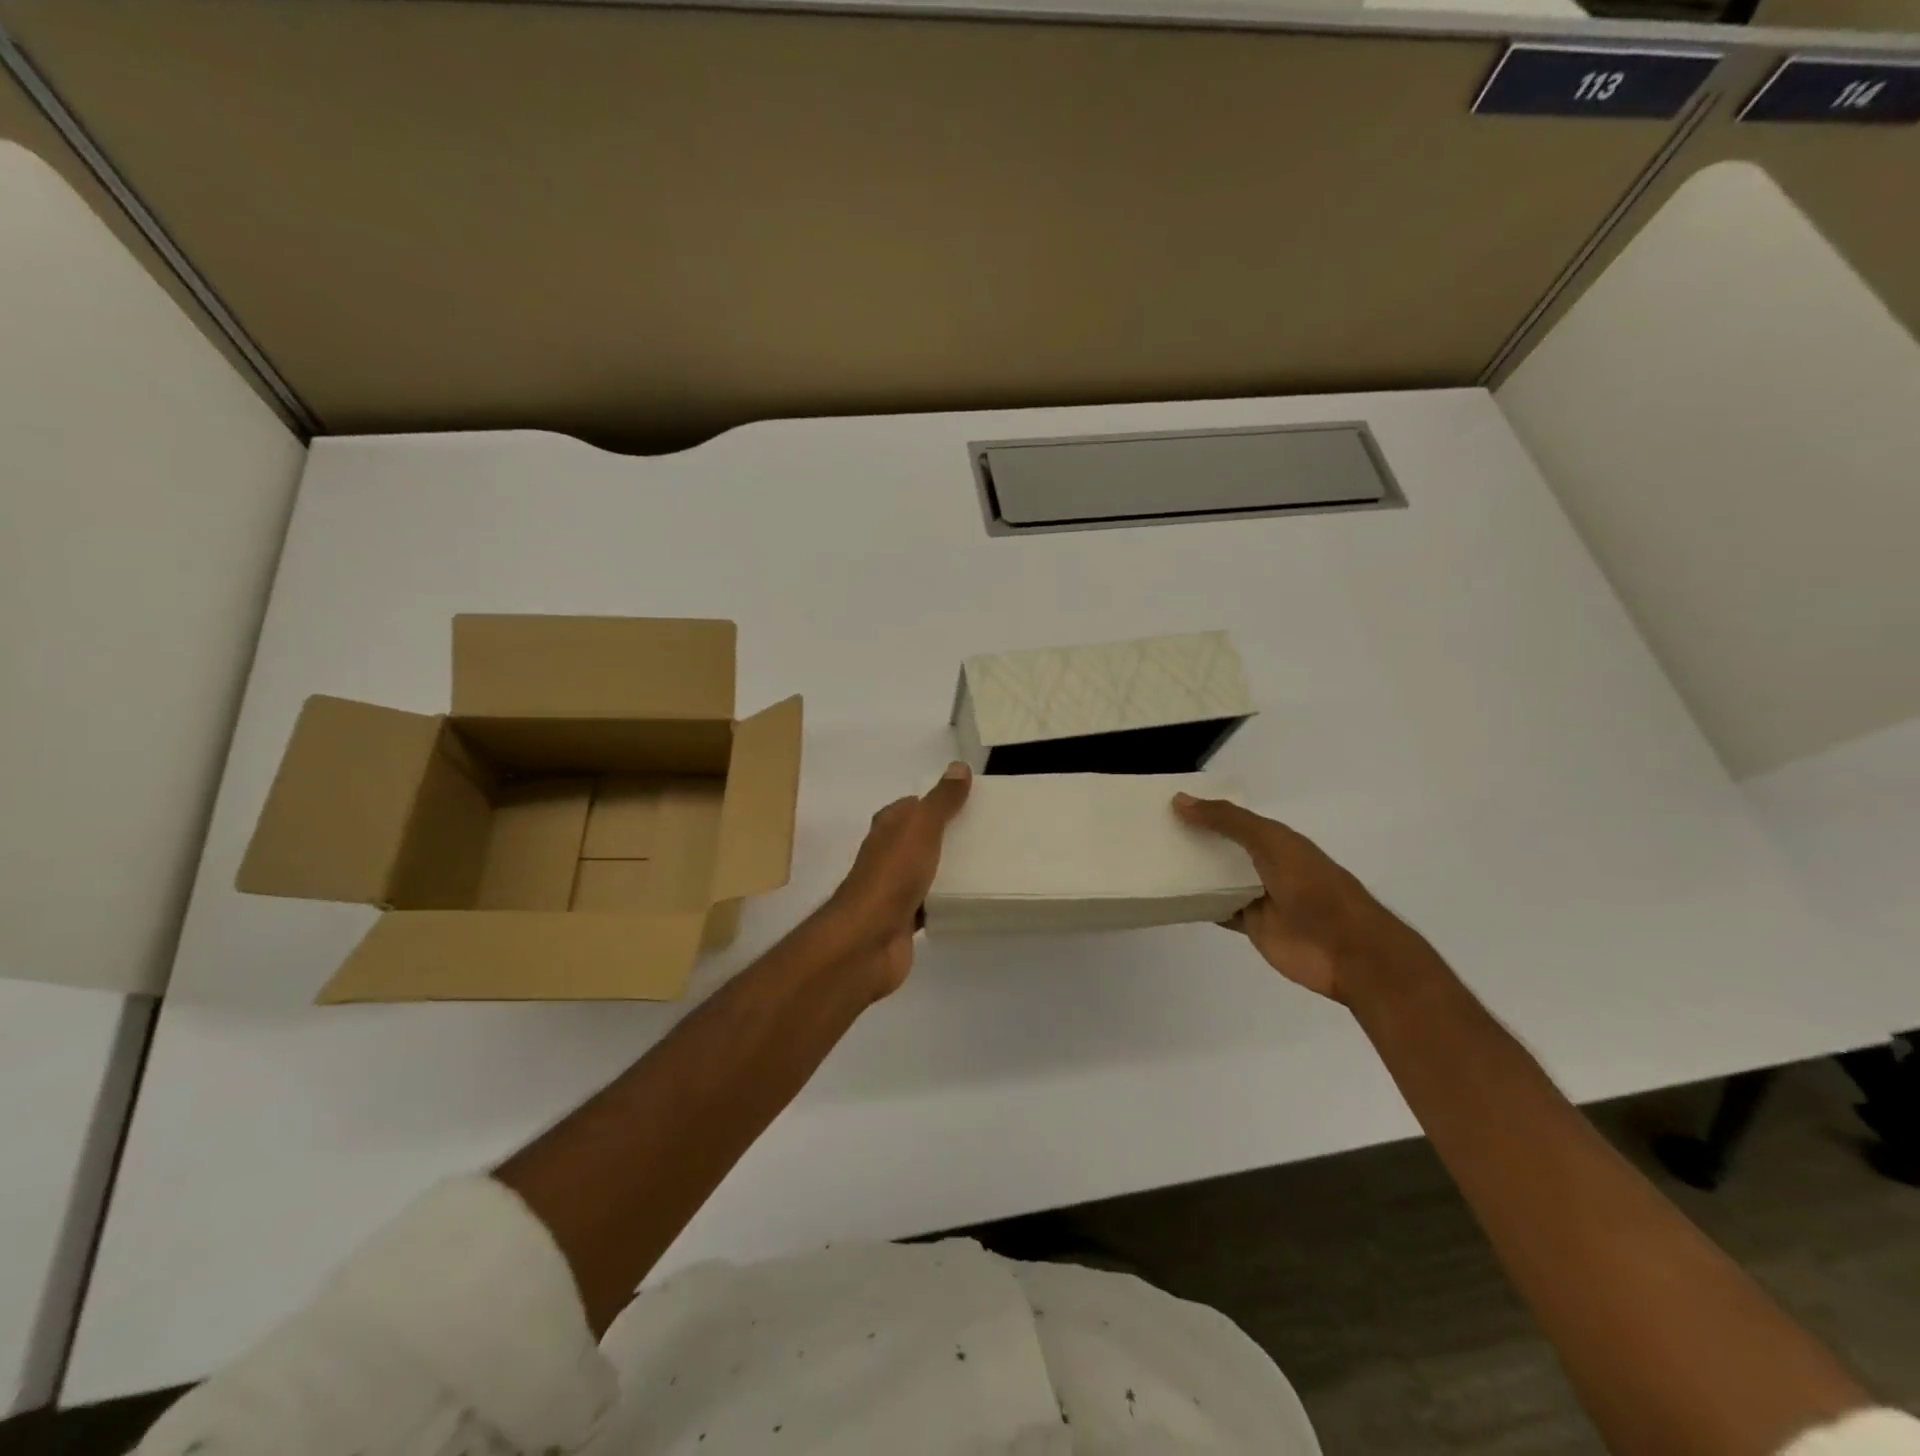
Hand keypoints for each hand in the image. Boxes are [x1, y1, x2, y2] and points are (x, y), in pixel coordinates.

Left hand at [819, 762, 972, 997]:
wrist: (867, 940)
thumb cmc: (892, 876)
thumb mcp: (921, 829)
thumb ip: (941, 800)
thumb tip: (958, 766)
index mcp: (888, 828)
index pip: (913, 806)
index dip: (938, 801)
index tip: (973, 802)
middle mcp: (888, 855)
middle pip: (922, 839)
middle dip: (950, 836)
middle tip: (989, 834)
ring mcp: (894, 889)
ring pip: (928, 872)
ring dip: (951, 870)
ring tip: (991, 865)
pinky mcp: (904, 919)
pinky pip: (932, 904)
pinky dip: (948, 902)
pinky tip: (973, 901)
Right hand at [1172, 793, 1425, 1002]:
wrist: (1346, 950)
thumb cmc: (1312, 887)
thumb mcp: (1271, 843)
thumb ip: (1228, 821)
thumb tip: (1180, 800)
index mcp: (1275, 839)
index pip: (1233, 818)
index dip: (1204, 810)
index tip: (1165, 803)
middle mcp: (1264, 864)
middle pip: (1222, 848)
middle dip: (1192, 839)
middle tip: (1147, 831)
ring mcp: (1257, 897)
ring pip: (1217, 880)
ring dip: (1192, 872)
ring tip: (1150, 860)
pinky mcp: (1250, 926)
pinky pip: (1217, 910)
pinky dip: (1197, 905)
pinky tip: (1170, 898)